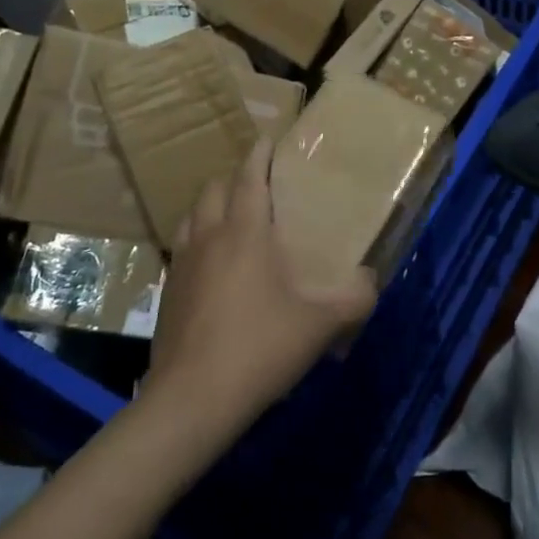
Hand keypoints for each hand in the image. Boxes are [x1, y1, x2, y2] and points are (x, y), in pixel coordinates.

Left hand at [146, 138, 377, 436]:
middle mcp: (209, 236)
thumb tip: (370, 281)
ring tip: (230, 218)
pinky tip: (211, 266)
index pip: (249, 176)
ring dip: (210, 206)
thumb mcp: (320, 325)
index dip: (259, 153)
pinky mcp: (168, 291)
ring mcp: (183, 263)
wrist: (192, 399)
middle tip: (256, 185)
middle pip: (214, 188)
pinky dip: (197, 240)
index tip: (268, 138)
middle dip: (234, 177)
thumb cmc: (259, 347)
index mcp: (245, 232)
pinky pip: (182, 248)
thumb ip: (354, 299)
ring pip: (192, 215)